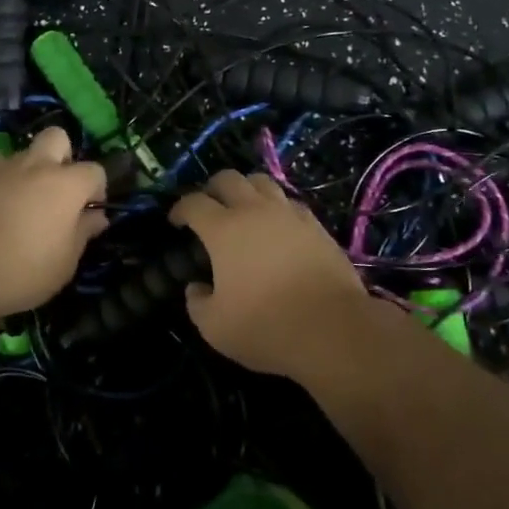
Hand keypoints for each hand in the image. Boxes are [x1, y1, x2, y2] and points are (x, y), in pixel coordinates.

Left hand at [0, 126, 107, 322]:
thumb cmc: (24, 269)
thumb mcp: (65, 262)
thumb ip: (83, 233)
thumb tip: (96, 216)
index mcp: (67, 183)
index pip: (95, 171)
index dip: (97, 190)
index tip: (89, 215)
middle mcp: (38, 165)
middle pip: (58, 138)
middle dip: (64, 157)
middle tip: (59, 191)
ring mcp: (4, 168)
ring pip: (24, 151)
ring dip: (31, 168)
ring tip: (26, 200)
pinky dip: (0, 178)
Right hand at [170, 170, 370, 377]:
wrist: (333, 329)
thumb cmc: (266, 327)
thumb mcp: (215, 328)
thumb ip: (197, 303)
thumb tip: (196, 287)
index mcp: (223, 229)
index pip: (193, 203)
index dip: (180, 209)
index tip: (176, 221)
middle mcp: (254, 210)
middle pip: (228, 179)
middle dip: (212, 188)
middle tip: (208, 207)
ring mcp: (288, 214)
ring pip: (262, 182)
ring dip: (246, 189)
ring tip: (243, 208)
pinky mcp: (315, 225)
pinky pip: (289, 202)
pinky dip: (276, 207)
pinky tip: (277, 225)